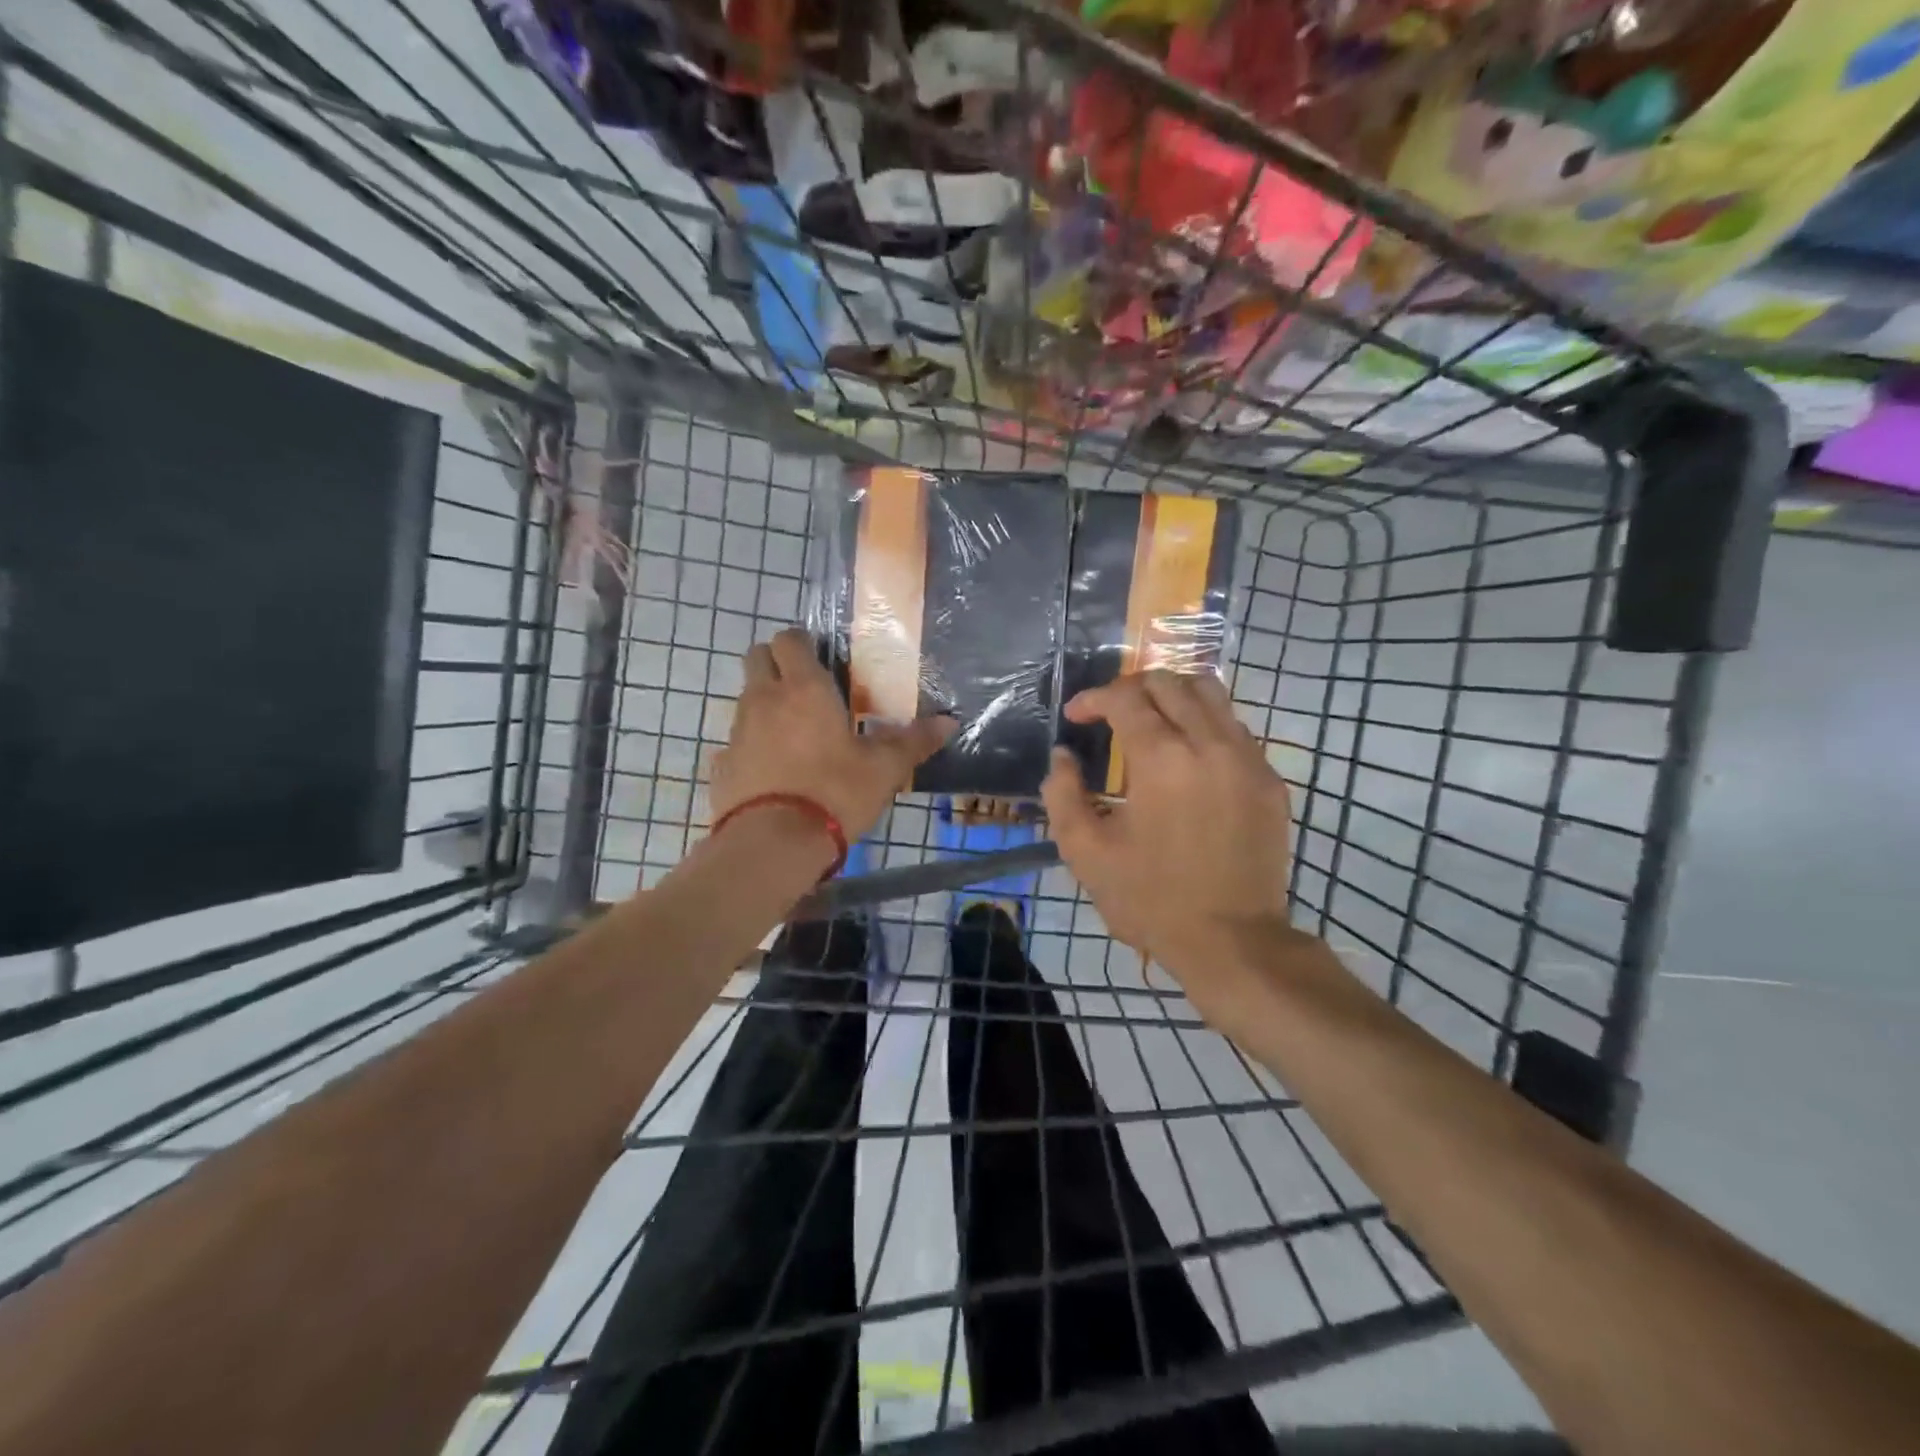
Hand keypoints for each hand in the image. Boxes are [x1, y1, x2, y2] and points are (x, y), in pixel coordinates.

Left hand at [712, 628, 954, 841]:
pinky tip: (774, 770)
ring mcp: (738, 730)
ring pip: (746, 698)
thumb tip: (949, 722)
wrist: (773, 844)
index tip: (822, 660)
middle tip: (805, 688)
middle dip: (776, 663)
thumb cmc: (835, 792)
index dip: (803, 643)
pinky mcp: (723, 763)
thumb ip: (914, 741)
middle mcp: (764, 698)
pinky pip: (736, 741)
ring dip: (765, 703)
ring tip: (794, 733)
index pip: (790, 639)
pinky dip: (752, 745)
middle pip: (756, 657)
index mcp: (804, 689)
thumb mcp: (884, 769)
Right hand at [1042, 671, 1293, 1002]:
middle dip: (1131, 689)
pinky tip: (1188, 755)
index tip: (1076, 717)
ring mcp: (1248, 759)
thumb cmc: (1150, 899)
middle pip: (1170, 682)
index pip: (1125, 698)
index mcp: (1161, 759)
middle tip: (1110, 713)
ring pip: (1211, 694)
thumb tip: (1062, 756)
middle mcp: (1209, 744)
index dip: (1092, 699)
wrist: (1232, 942)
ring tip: (1151, 721)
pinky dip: (1204, 724)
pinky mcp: (1270, 780)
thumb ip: (1063, 795)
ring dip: (1172, 696)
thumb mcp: (1086, 854)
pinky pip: (1235, 728)